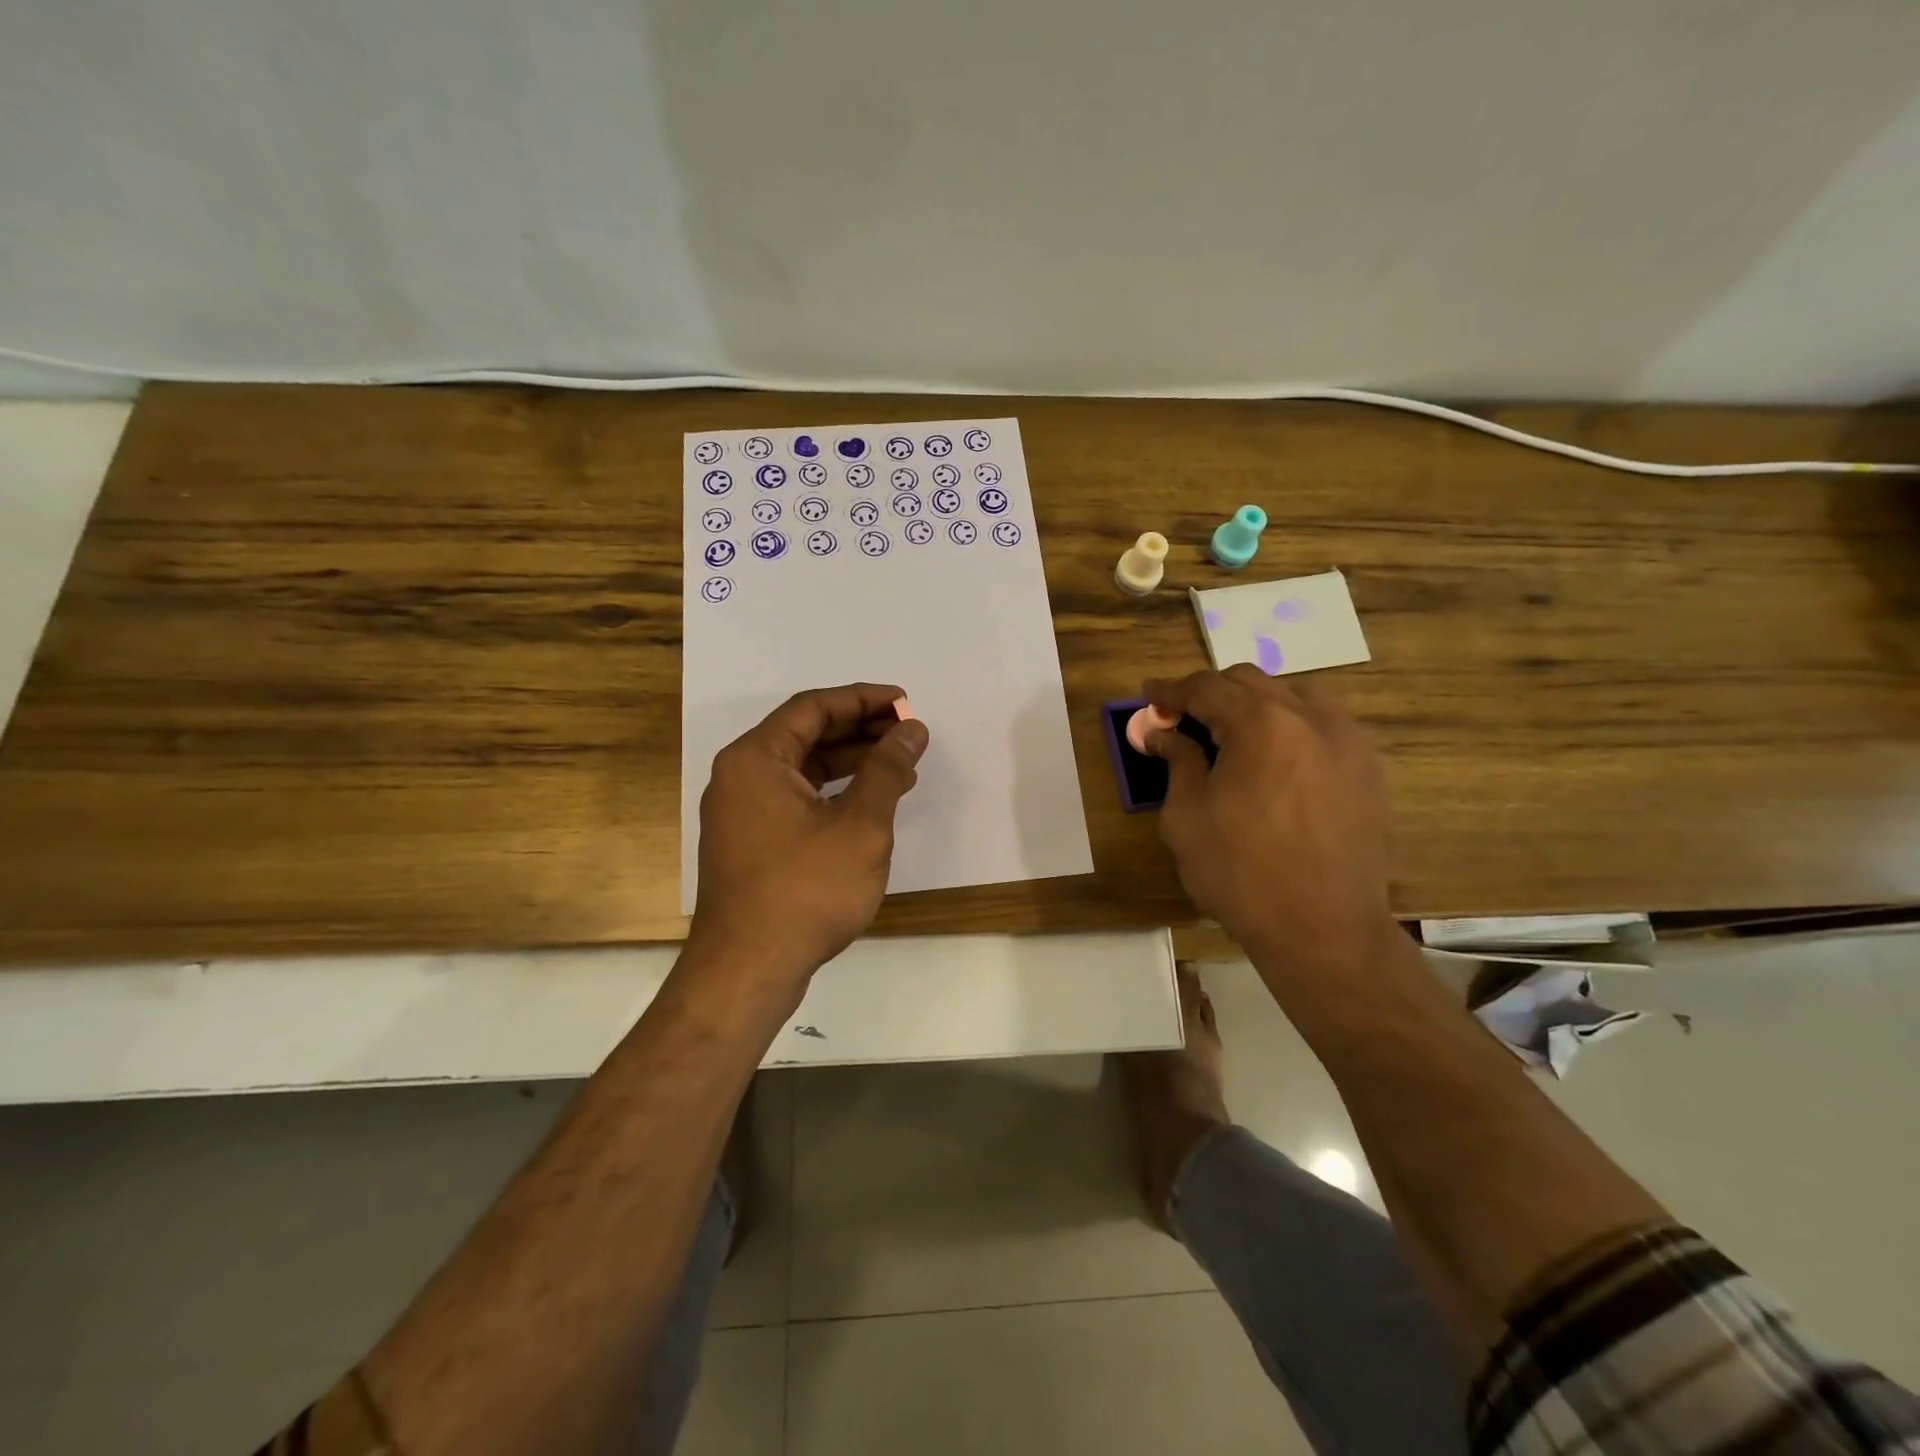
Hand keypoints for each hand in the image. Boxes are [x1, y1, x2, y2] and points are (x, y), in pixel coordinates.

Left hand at [690, 683, 928, 992]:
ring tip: (901, 766)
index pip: (813, 707)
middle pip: (806, 734)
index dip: (863, 699)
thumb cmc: (806, 891)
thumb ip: (887, 770)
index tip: (905, 702)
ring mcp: (742, 811)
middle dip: (861, 730)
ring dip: (851, 762)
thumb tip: (911, 730)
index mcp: (756, 758)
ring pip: (802, 769)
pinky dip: (834, 792)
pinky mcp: (751, 842)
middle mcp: (741, 776)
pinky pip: (796, 798)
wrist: (748, 970)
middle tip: (909, 733)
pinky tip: (870, 803)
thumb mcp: (860, 825)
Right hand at [1143, 666, 1393, 970]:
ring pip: (1293, 695)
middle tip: (1183, 719)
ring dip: (1255, 704)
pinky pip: (1323, 724)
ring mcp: (1347, 740)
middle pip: (1250, 681)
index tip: (1150, 695)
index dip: (1172, 689)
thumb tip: (1163, 732)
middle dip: (1211, 693)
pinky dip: (1290, 725)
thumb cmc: (1241, 874)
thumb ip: (1177, 761)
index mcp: (1261, 724)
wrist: (1323, 929)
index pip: (1207, 687)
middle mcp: (1310, 717)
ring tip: (1231, 735)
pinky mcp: (1368, 767)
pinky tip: (1274, 758)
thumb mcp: (1187, 816)